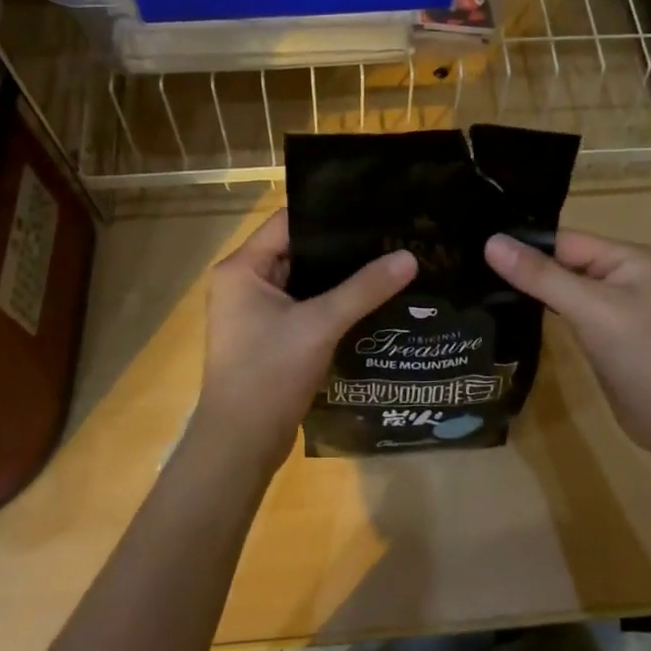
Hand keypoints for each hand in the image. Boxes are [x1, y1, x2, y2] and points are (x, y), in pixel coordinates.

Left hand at [191, 210, 416, 476]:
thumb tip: (409, 256)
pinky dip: (333, 304)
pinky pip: (305, 308)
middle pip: (298, 251)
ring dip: (340, 278)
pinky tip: (371, 301)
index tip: (373, 207)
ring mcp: (256, 313)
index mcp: (242, 268)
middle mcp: (244, 284)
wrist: (241, 444)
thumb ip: (364, 288)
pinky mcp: (270, 338)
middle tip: (390, 236)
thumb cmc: (270, 373)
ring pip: (304, 282)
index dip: (329, 213)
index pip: (288, 222)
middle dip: (342, 248)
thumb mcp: (320, 324)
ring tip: (389, 262)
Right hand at [485, 229, 650, 459]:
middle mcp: (620, 276)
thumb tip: (490, 242)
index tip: (474, 250)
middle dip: (523, 268)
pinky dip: (544, 314)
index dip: (523, 245)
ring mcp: (613, 309)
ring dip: (531, 291)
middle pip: (561, 262)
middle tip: (469, 269)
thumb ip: (541, 276)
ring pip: (562, 289)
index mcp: (626, 257)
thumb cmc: (643, 355)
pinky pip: (568, 315)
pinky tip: (511, 315)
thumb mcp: (590, 309)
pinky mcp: (605, 337)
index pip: (563, 240)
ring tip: (480, 288)